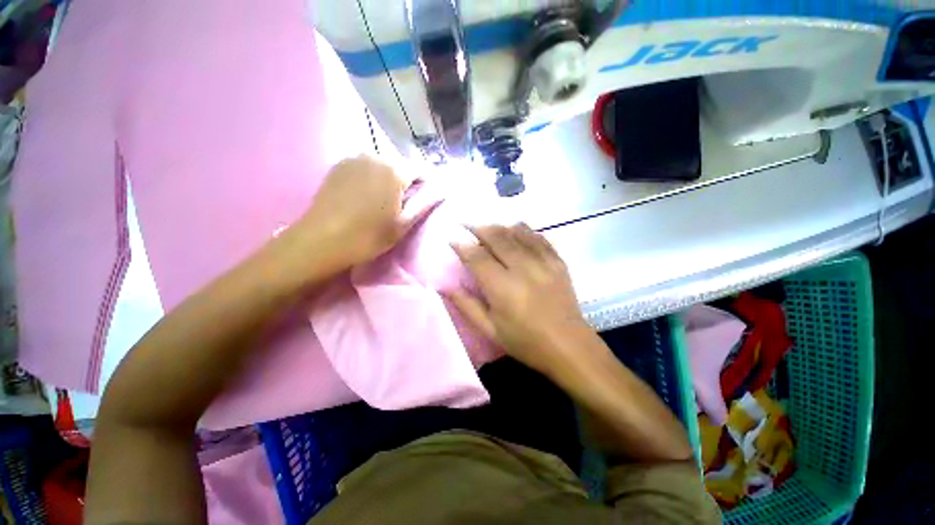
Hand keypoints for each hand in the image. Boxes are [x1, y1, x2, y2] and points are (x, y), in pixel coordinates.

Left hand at [293, 155, 417, 270]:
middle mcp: (374, 156)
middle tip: (404, 203)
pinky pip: (364, 167)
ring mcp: (353, 159)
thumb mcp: (403, 224)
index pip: (420, 170)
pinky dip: (370, 177)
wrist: (322, 241)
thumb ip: (423, 204)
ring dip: (388, 178)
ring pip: (381, 165)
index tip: (426, 198)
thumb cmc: (368, 236)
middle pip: (399, 165)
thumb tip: (440, 191)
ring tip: (384, 200)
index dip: (426, 183)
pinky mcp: (338, 166)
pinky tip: (366, 196)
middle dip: (406, 181)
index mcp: (393, 170)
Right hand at [449, 224, 593, 375]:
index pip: (477, 258)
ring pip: (518, 233)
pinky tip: (516, 228)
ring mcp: (543, 263)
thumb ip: (466, 305)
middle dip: (478, 228)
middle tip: (466, 224)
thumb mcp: (490, 330)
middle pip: (497, 238)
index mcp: (502, 288)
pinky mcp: (558, 262)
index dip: (463, 246)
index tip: (453, 240)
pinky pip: (539, 238)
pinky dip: (525, 230)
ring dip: (499, 227)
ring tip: (488, 226)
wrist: (569, 347)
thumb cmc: (525, 342)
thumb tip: (444, 287)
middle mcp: (523, 269)